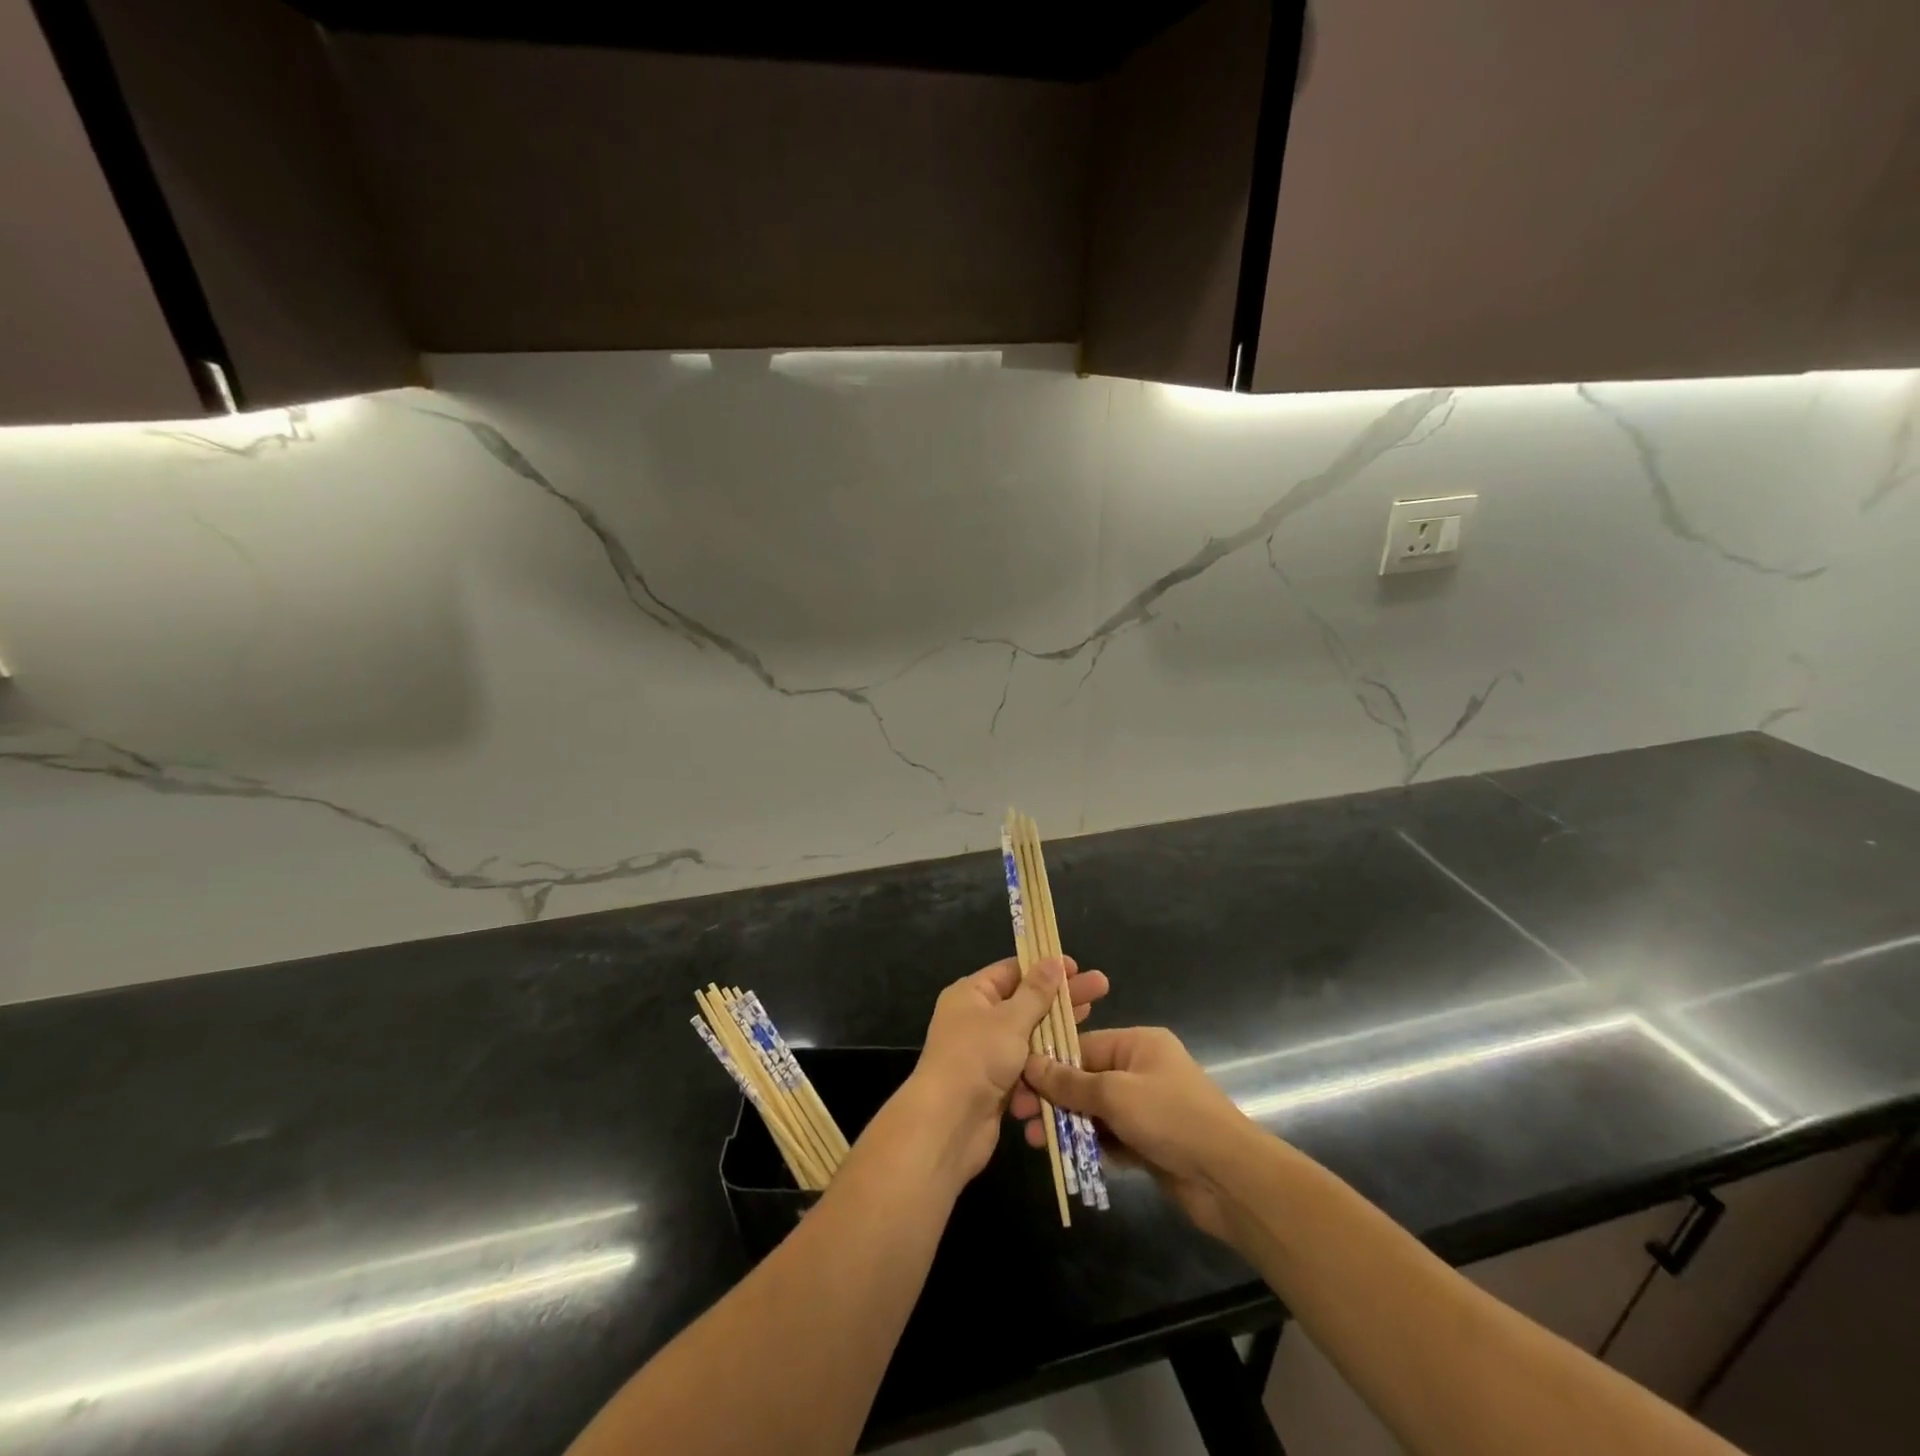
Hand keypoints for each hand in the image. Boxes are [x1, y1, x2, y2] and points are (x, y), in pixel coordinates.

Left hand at [903, 957, 1109, 1183]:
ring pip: (1029, 1034)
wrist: (948, 1125)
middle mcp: (976, 1018)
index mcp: (972, 994)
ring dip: (1057, 1027)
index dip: (1045, 967)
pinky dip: (1047, 1059)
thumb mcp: (1010, 1019)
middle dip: (1061, 996)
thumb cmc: (976, 1059)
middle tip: (1101, 987)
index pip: (1012, 971)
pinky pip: (1027, 1064)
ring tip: (1094, 1016)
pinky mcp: (996, 1083)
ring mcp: (986, 1052)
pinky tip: (1077, 1054)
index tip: (1077, 968)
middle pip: (1025, 1000)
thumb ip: (1035, 992)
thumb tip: (1053, 960)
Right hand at [1013, 1026, 1257, 1240]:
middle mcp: (1141, 1069)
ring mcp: (1146, 1107)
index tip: (1017, 1080)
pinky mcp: (1149, 1142)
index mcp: (1138, 1044)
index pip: (1083, 1045)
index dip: (1049, 1063)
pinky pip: (1109, 1136)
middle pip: (1086, 1078)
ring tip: (1034, 1140)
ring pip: (1094, 1110)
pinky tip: (1062, 1155)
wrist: (1230, 1179)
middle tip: (1019, 1114)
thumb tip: (1030, 1064)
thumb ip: (1071, 1083)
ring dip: (1066, 1122)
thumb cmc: (1172, 1118)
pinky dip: (1088, 1143)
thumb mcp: (1116, 1094)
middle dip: (1053, 1096)